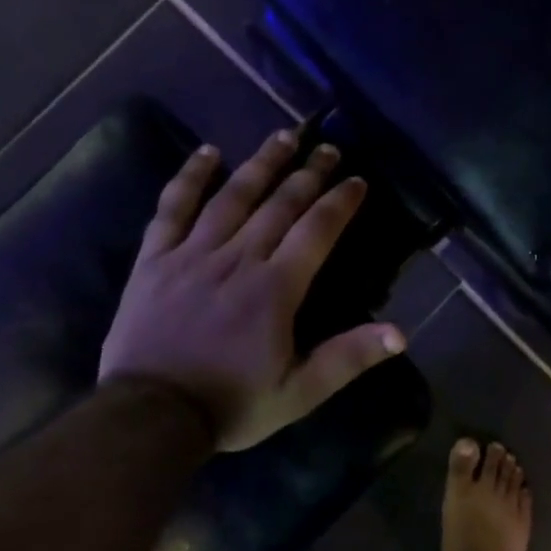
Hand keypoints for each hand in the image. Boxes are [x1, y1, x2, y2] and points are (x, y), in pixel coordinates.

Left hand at [98, 130, 405, 451]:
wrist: (150, 416)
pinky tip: (208, 153)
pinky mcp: (155, 259)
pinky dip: (190, 178)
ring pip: (233, 196)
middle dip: (308, 172)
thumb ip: (348, 358)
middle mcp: (238, 258)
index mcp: (275, 288)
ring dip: (261, 163)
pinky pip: (172, 208)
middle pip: (279, 204)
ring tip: (284, 135)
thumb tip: (401, 334)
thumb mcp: (300, 392)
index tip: (356, 179)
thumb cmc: (231, 404)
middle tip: (328, 147)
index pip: (316, 230)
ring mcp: (192, 254)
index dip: (339, 202)